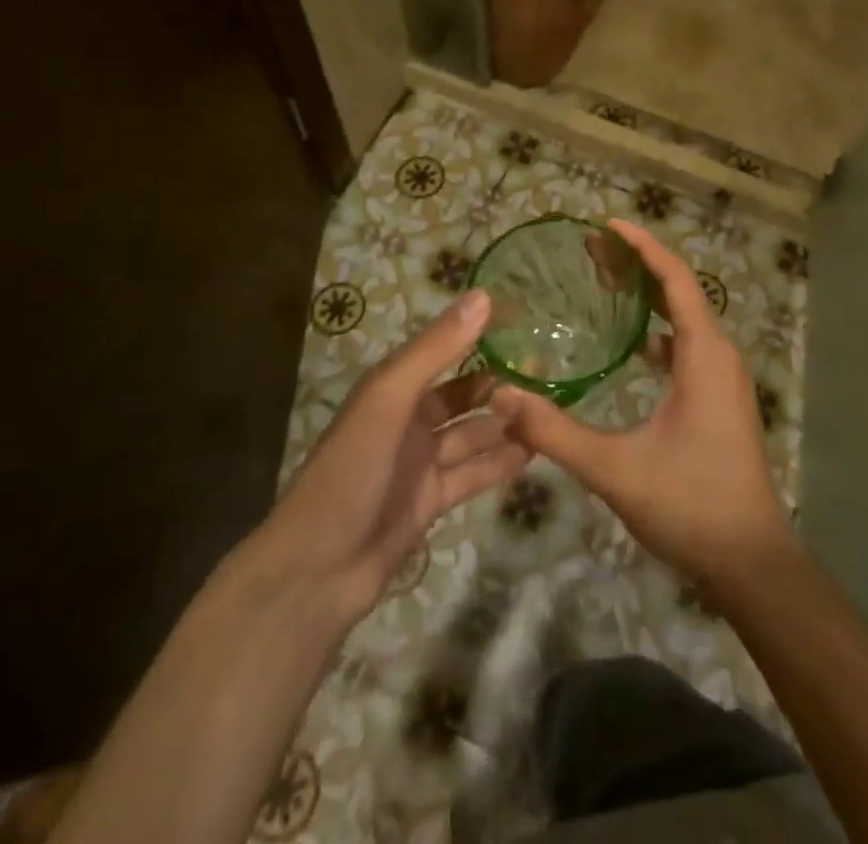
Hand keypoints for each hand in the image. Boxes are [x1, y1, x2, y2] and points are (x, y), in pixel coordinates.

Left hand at [251, 290, 528, 618]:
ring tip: (551, 411)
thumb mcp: (389, 400)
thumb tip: (484, 296)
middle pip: (462, 394)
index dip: (479, 335)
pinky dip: (499, 463)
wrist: (316, 571)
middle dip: (499, 384)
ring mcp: (419, 462)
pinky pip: (472, 474)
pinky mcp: (430, 500)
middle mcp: (407, 419)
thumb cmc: (350, 472)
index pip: (443, 349)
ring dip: (504, 424)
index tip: (526, 322)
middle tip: (549, 373)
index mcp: (392, 388)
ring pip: (471, 434)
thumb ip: (436, 350)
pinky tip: (534, 453)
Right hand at [490, 219, 794, 587]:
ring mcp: (724, 378)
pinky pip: (688, 346)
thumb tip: (502, 396)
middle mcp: (720, 355)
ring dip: (650, 297)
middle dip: (639, 265)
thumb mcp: (615, 468)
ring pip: (685, 319)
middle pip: (680, 291)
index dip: (643, 247)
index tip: (607, 225)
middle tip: (593, 250)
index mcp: (704, 355)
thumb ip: (555, 432)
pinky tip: (629, 344)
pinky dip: (659, 330)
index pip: (676, 279)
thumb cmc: (690, 504)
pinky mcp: (720, 399)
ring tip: (606, 283)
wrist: (751, 562)